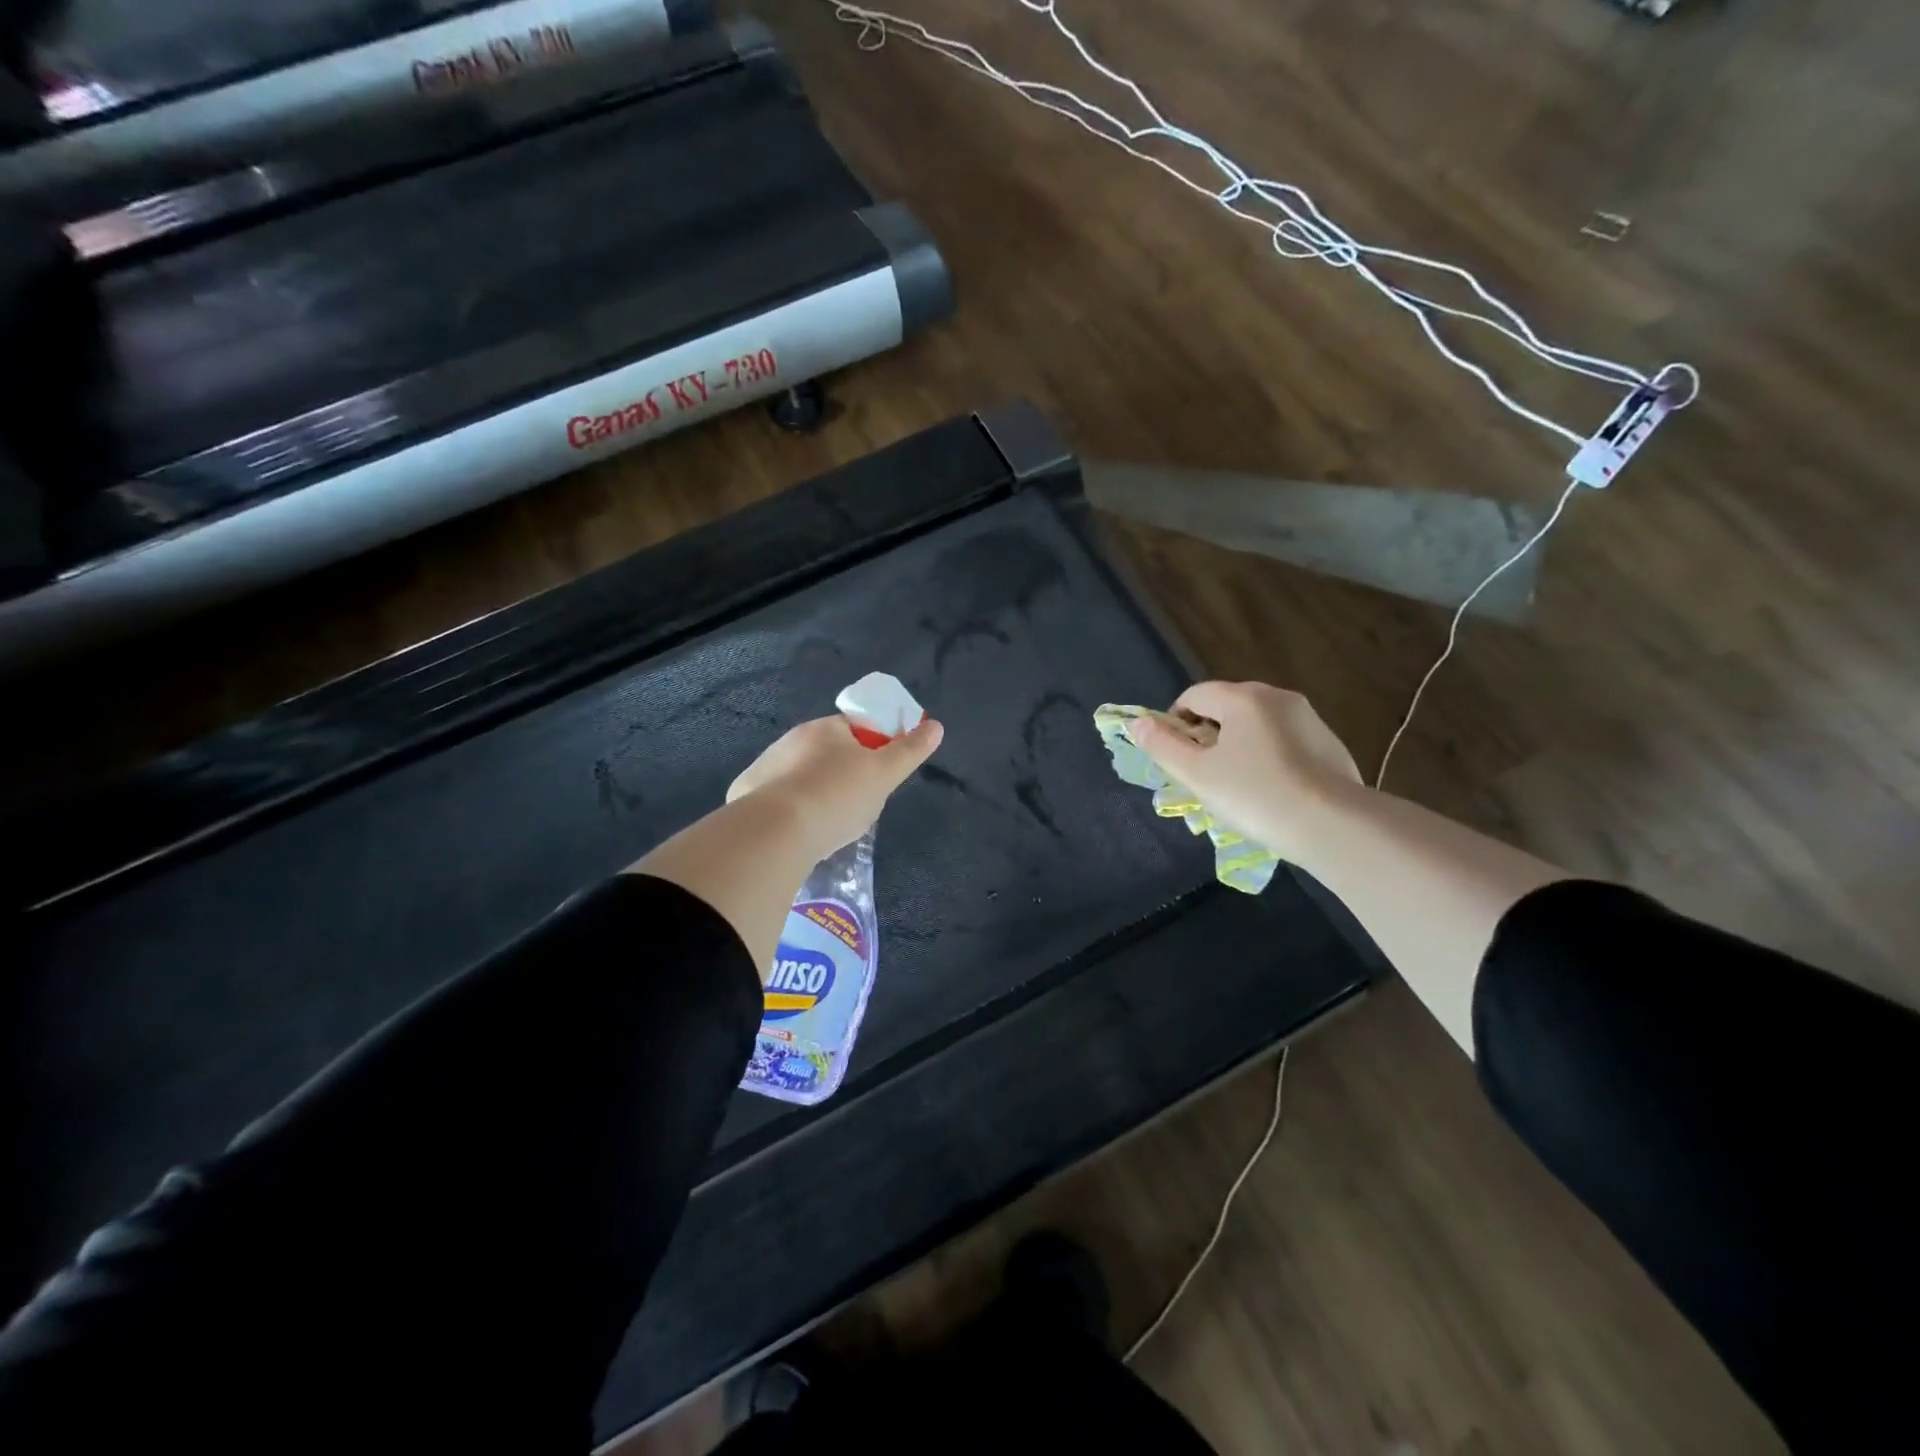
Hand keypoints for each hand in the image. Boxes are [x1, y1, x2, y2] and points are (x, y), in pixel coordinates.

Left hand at [728, 713, 944, 861]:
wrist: (775, 832)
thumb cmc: (837, 797)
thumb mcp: (884, 775)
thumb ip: (910, 751)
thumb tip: (936, 726)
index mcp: (825, 729)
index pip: (854, 728)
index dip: (870, 748)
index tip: (877, 775)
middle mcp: (790, 740)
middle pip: (824, 753)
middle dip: (840, 774)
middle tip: (855, 806)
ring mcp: (764, 767)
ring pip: (798, 777)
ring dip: (812, 793)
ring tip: (825, 826)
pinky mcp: (744, 795)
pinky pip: (774, 799)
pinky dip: (787, 811)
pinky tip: (796, 834)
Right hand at [1127, 681, 1360, 859]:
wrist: (1333, 825)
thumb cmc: (1256, 795)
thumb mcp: (1197, 774)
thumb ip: (1163, 746)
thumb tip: (1137, 723)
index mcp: (1243, 698)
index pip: (1195, 695)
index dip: (1175, 721)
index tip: (1176, 756)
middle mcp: (1277, 697)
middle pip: (1226, 707)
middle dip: (1208, 734)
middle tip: (1203, 774)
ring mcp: (1308, 718)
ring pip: (1256, 725)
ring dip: (1237, 746)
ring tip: (1237, 786)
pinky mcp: (1329, 743)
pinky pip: (1283, 741)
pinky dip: (1268, 757)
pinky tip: (1270, 791)